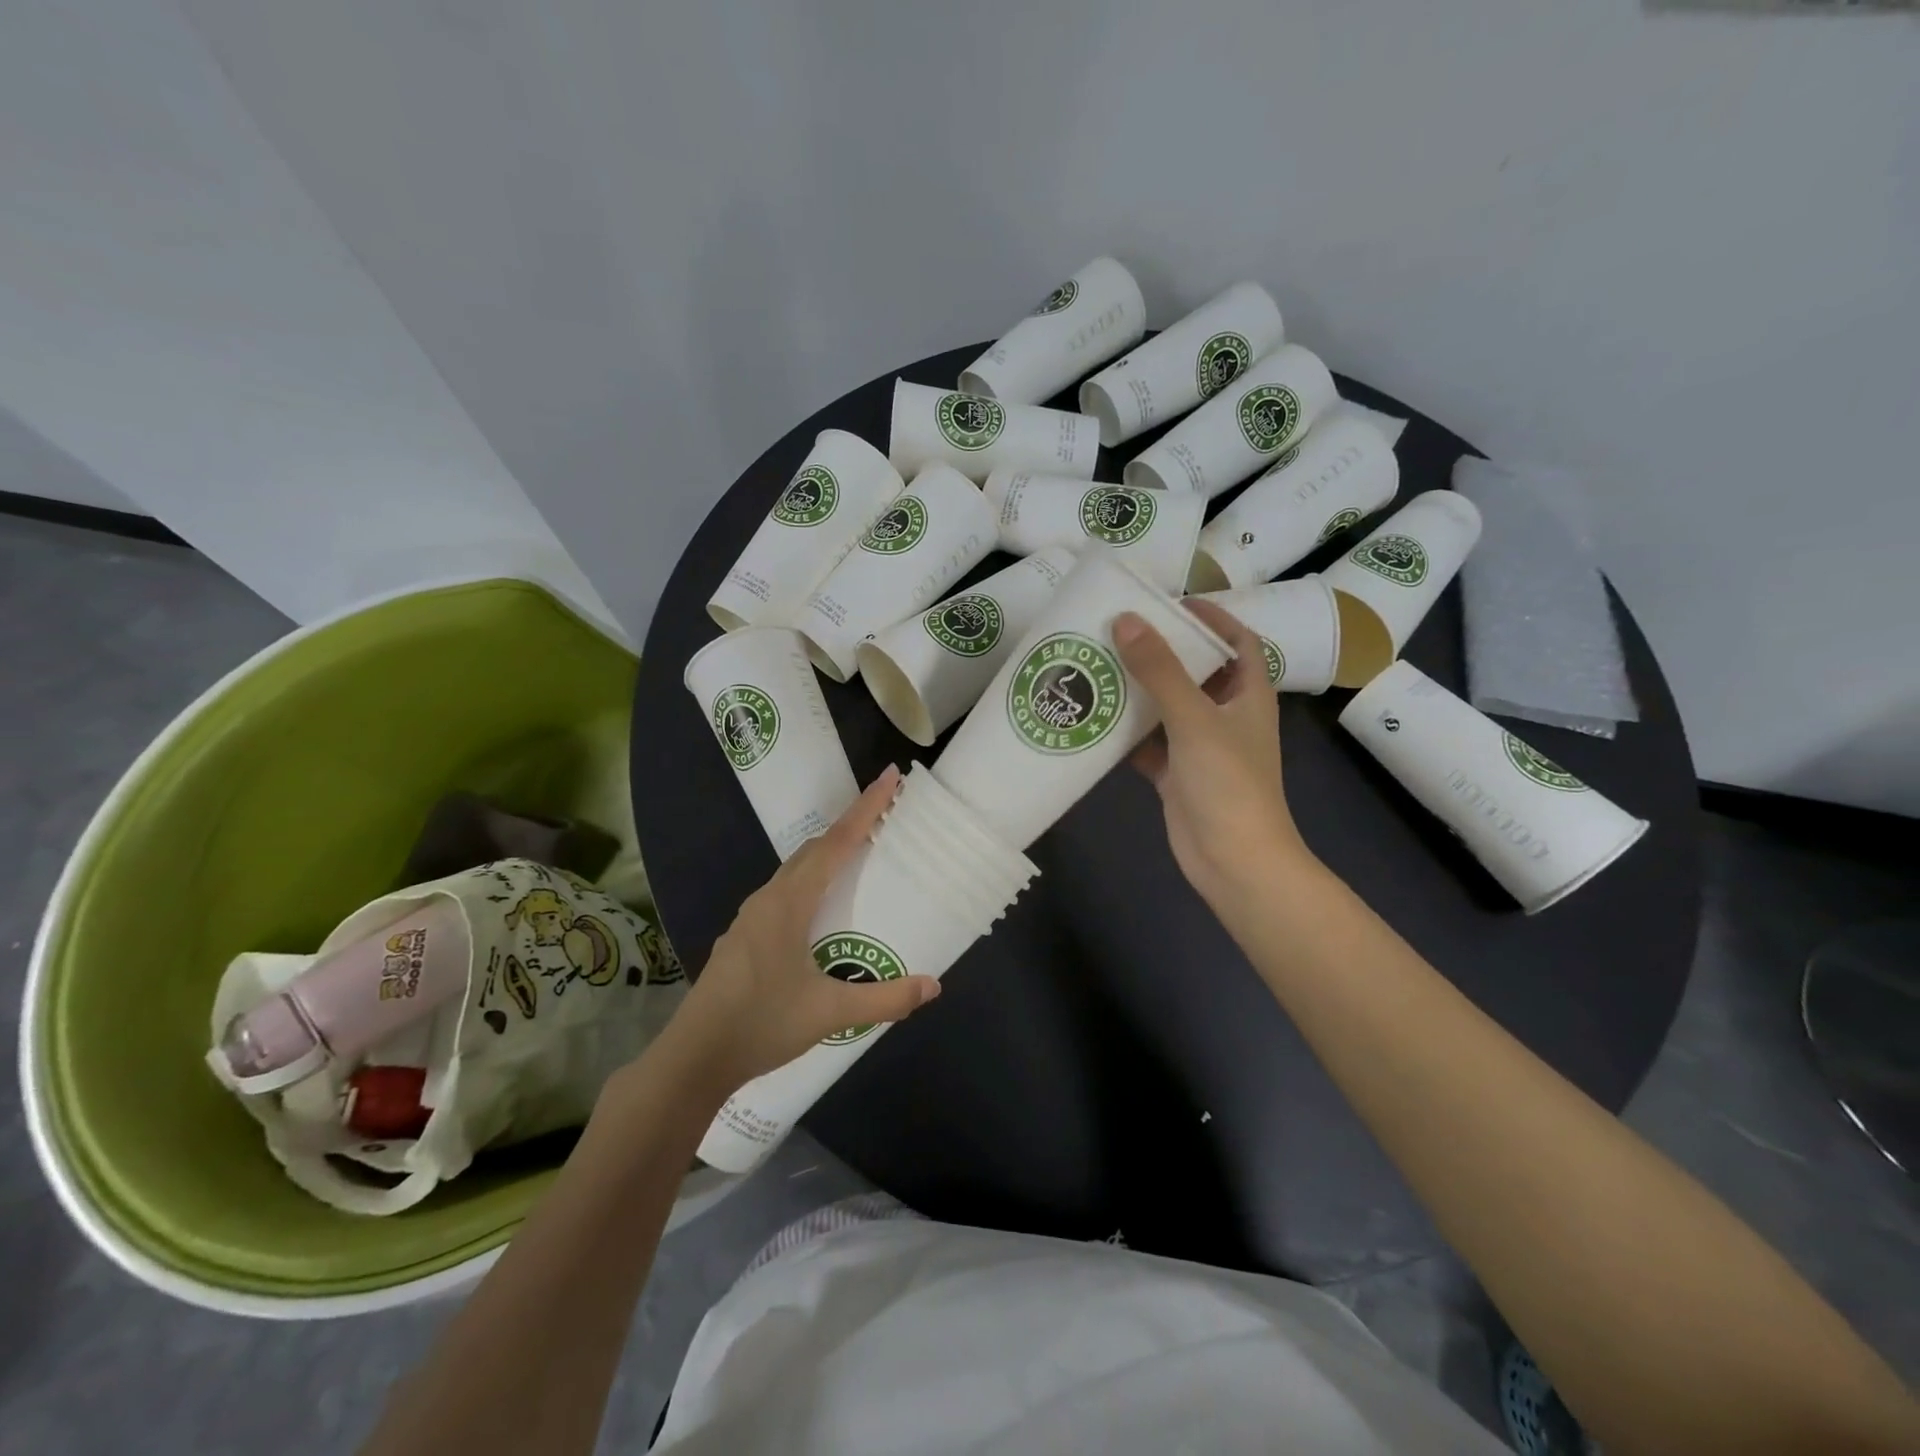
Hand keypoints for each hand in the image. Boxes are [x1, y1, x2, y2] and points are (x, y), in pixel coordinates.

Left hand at [658, 767, 940, 1097]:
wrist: (693, 1059)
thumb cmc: (761, 1024)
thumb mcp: (829, 1012)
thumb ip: (884, 999)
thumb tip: (933, 987)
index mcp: (788, 903)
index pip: (836, 844)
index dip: (866, 809)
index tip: (890, 777)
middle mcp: (767, 899)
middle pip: (814, 850)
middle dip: (849, 827)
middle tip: (885, 816)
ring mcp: (750, 918)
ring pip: (795, 871)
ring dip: (828, 856)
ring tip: (860, 858)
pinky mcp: (743, 938)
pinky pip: (784, 893)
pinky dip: (811, 882)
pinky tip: (821, 910)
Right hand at [1113, 600, 1315, 911]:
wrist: (1233, 861)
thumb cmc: (1228, 783)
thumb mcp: (1194, 718)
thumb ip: (1160, 670)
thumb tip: (1126, 620)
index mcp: (1248, 694)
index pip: (1238, 641)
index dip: (1211, 618)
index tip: (1170, 603)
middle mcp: (1226, 715)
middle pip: (1196, 671)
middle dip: (1163, 650)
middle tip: (1119, 630)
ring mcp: (1201, 746)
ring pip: (1168, 706)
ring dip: (1139, 689)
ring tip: (1099, 664)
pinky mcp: (1177, 774)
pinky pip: (1149, 742)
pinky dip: (1127, 732)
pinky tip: (1095, 718)